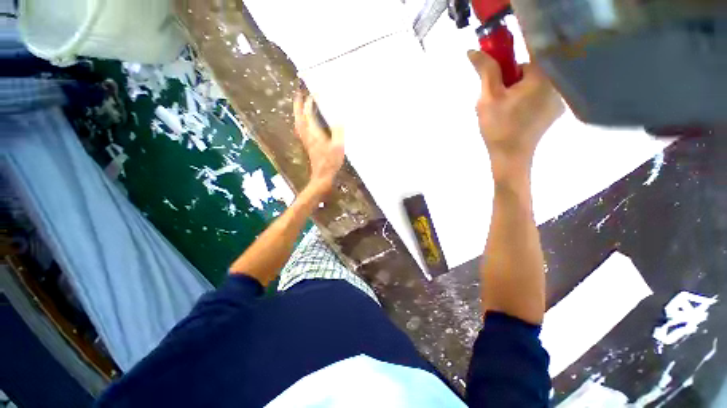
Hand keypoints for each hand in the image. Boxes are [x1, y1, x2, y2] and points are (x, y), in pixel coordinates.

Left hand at [294, 92, 344, 194]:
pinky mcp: (308, 145)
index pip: (308, 113)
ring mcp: (306, 140)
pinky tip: (305, 121)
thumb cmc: (330, 162)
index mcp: (313, 132)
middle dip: (298, 103)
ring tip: (301, 104)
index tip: (314, 92)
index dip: (310, 101)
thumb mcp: (338, 146)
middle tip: (299, 92)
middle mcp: (307, 134)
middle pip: (298, 116)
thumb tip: (340, 118)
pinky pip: (301, 128)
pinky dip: (301, 120)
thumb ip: (338, 131)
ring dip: (298, 111)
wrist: (322, 176)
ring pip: (298, 122)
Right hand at [468, 50, 563, 180]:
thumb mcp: (488, 98)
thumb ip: (485, 71)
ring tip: (505, 108)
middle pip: (531, 68)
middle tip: (497, 98)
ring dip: (517, 89)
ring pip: (533, 82)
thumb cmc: (498, 128)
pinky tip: (515, 113)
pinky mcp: (555, 109)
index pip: (526, 53)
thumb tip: (473, 51)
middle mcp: (558, 83)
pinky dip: (525, 98)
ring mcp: (559, 98)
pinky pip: (539, 93)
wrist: (510, 157)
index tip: (495, 75)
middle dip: (511, 79)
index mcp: (544, 76)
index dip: (508, 62)